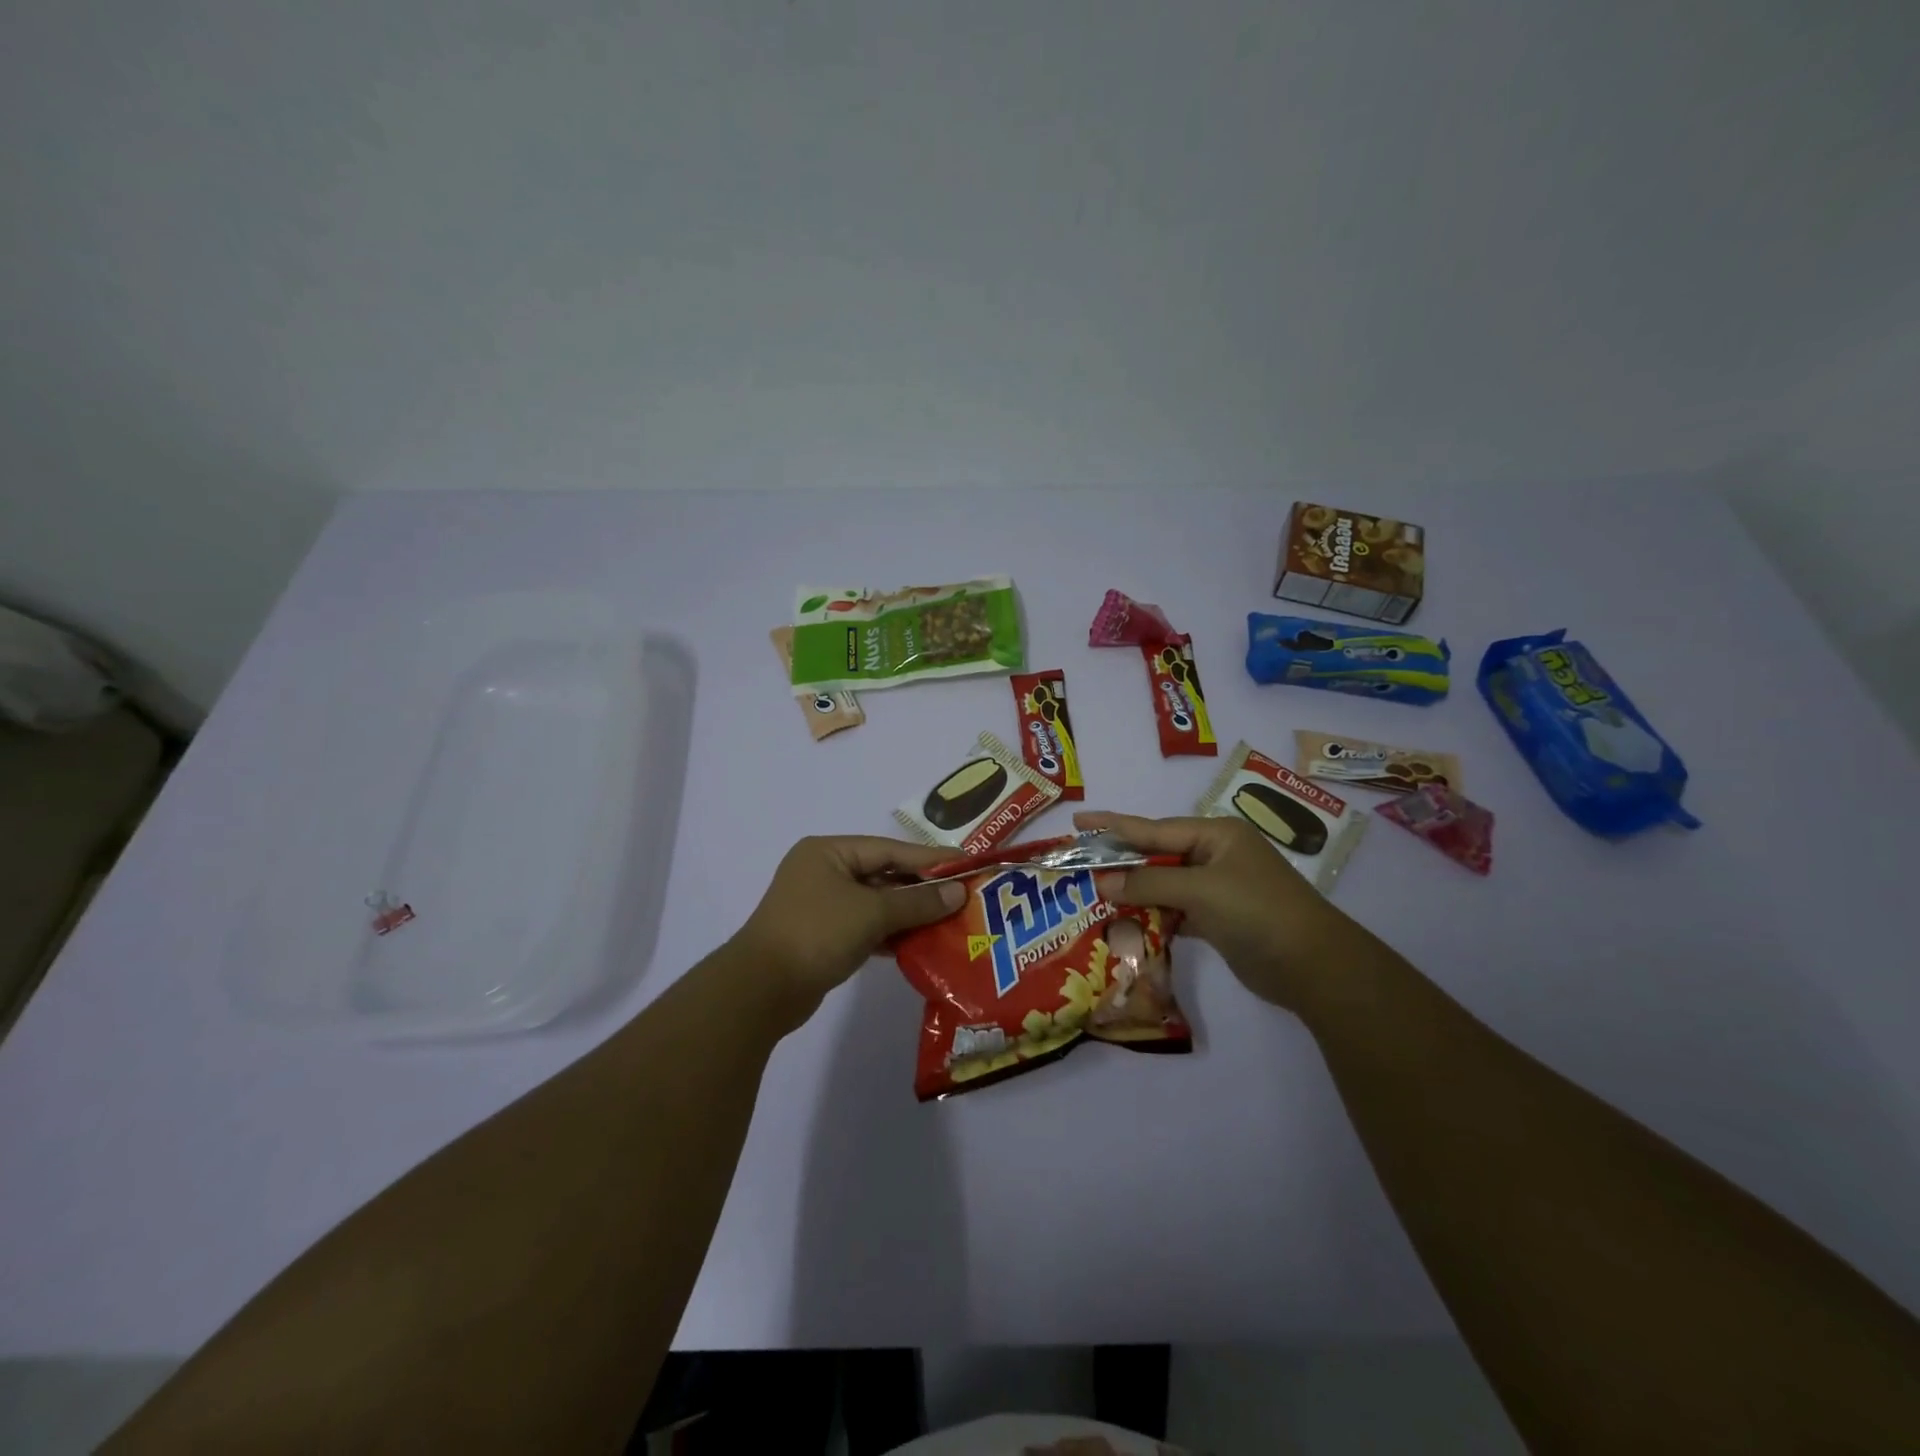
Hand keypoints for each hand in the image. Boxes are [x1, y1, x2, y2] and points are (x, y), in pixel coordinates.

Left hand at [731, 836, 965, 1034]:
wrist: (761, 991)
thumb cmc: (816, 934)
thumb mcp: (871, 913)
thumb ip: (917, 902)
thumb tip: (958, 893)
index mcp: (829, 852)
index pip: (890, 849)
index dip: (930, 858)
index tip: (967, 864)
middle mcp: (824, 871)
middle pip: (884, 874)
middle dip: (922, 888)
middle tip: (963, 896)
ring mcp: (822, 904)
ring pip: (876, 903)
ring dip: (909, 913)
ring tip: (950, 920)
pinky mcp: (823, 935)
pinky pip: (866, 926)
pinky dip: (891, 933)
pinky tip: (919, 943)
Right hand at [1076, 810, 1358, 1012]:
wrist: (1313, 966)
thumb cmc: (1257, 912)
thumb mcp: (1201, 890)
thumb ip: (1150, 882)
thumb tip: (1103, 881)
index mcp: (1216, 835)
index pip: (1153, 828)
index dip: (1113, 826)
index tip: (1078, 819)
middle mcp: (1215, 856)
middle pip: (1156, 855)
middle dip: (1121, 862)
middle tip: (1080, 864)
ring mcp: (1218, 889)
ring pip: (1164, 884)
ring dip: (1135, 893)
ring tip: (1094, 897)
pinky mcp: (1218, 920)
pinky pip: (1175, 910)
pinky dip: (1154, 916)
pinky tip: (1127, 924)